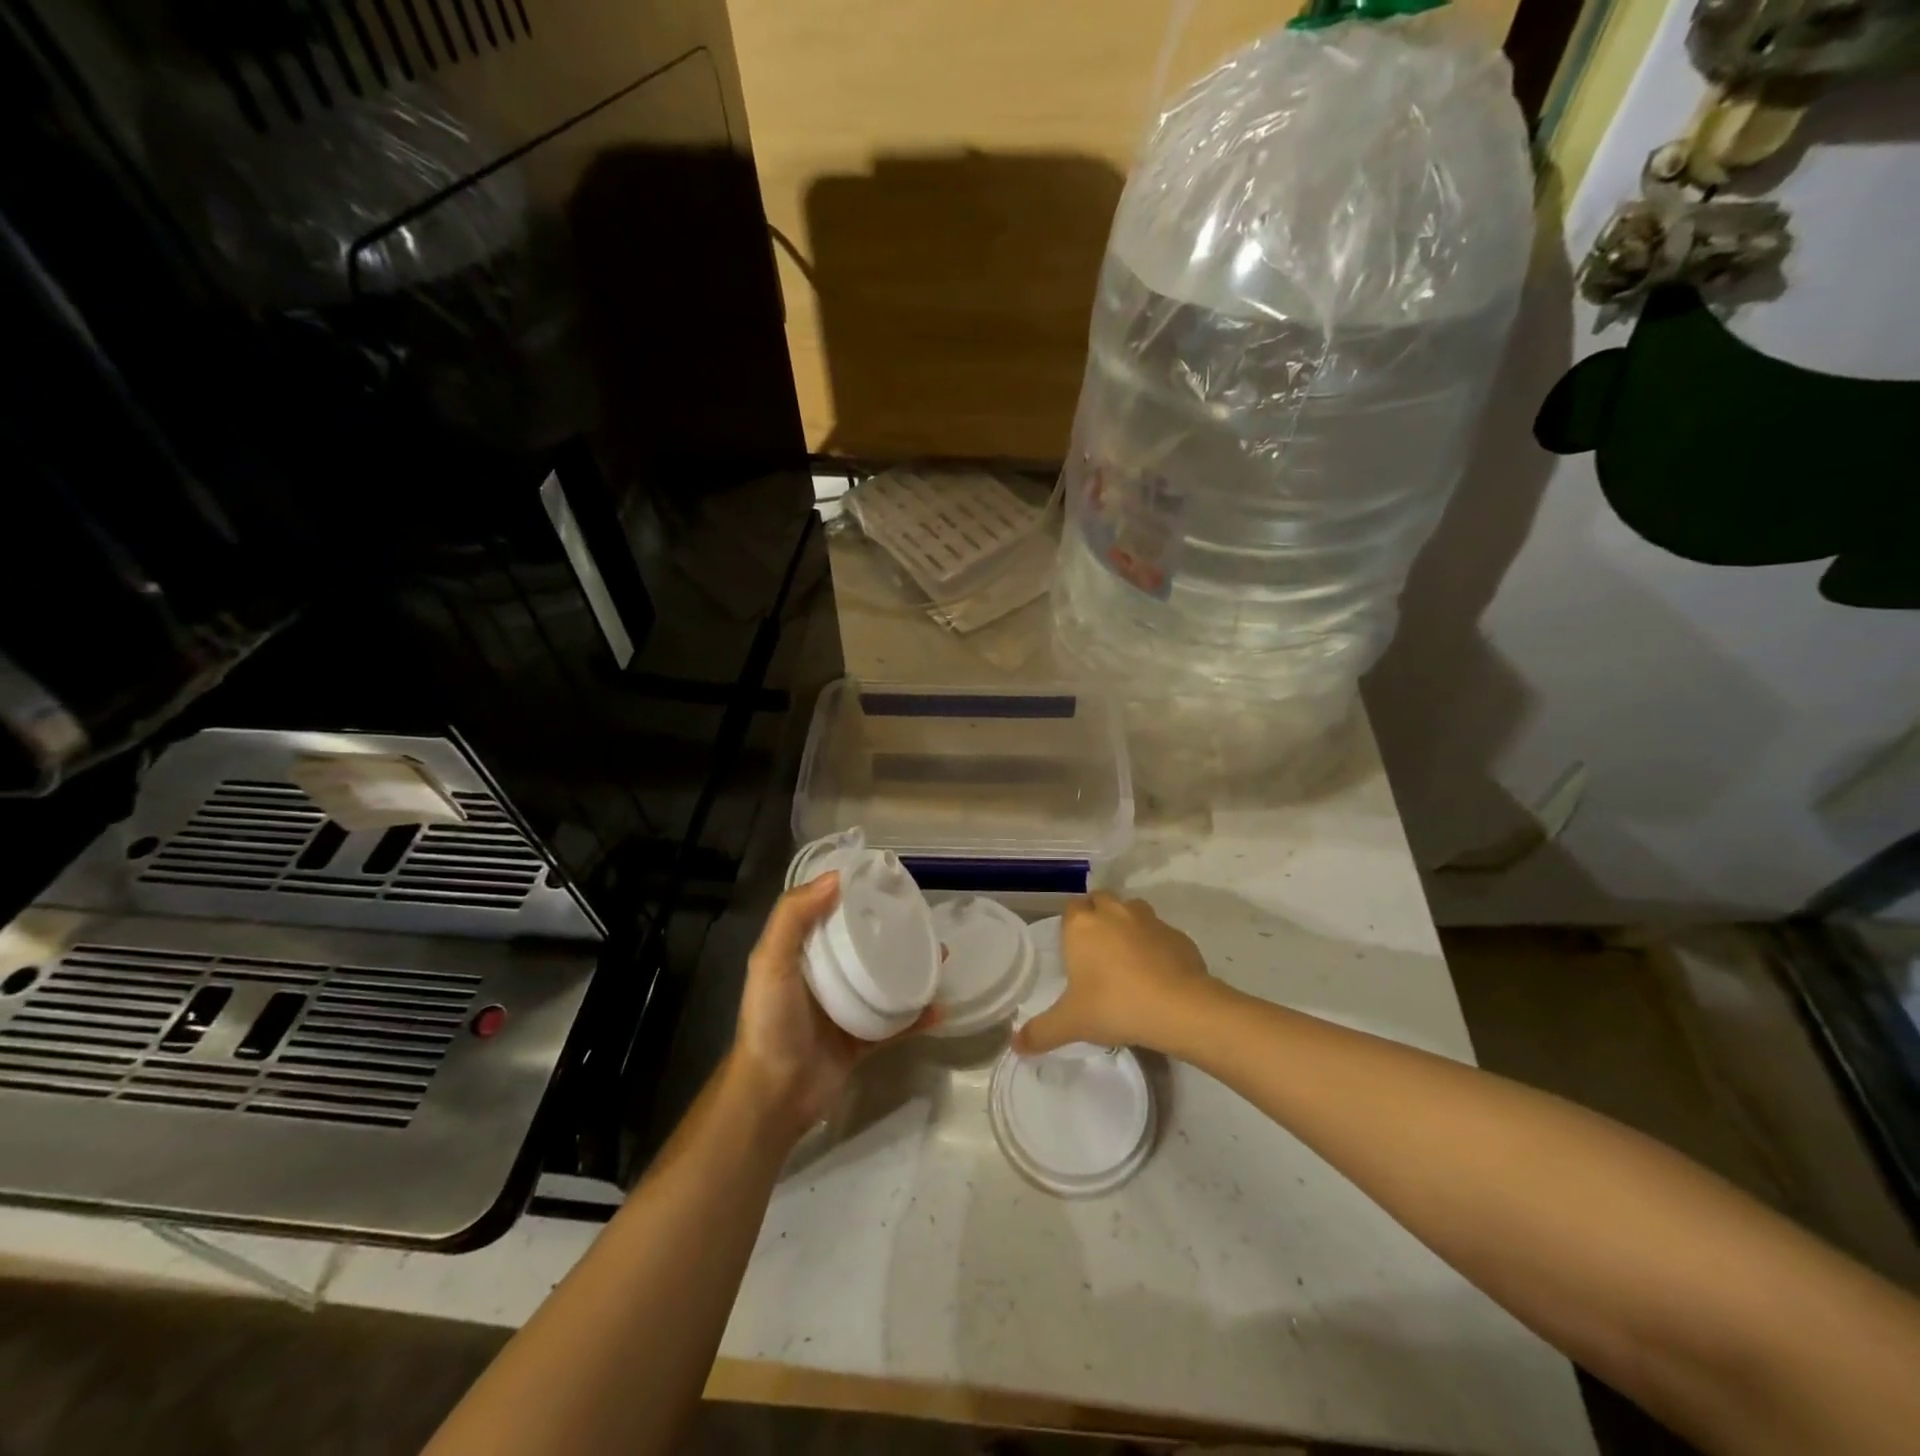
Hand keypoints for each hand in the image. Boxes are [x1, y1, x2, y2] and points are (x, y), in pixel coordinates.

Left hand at [728, 873, 935, 1138]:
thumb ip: (793, 917)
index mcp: (802, 954)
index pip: (830, 913)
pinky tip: (941, 1007)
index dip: (854, 895)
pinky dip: (918, 1016)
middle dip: (892, 930)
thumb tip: (836, 878)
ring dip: (912, 968)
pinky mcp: (863, 1039)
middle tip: (924, 919)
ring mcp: (846, 1008)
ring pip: (885, 980)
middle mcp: (824, 976)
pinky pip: (896, 1023)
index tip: (886, 881)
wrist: (776, 1095)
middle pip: (864, 944)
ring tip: (941, 955)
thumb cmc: (772, 1022)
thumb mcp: (771, 962)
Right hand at [1013, 891, 1209, 1055]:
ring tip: (1126, 960)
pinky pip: (1160, 933)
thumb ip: (1041, 1032)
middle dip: (1098, 918)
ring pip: (1132, 911)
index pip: (1071, 909)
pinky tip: (1157, 974)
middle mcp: (1114, 911)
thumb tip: (1015, 1046)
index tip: (1073, 952)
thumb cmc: (1115, 1006)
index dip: (1071, 927)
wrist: (1180, 1008)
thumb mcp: (1071, 1023)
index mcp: (1083, 924)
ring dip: (1127, 927)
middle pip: (1100, 901)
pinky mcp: (1178, 935)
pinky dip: (1156, 946)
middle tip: (1097, 954)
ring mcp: (1149, 919)